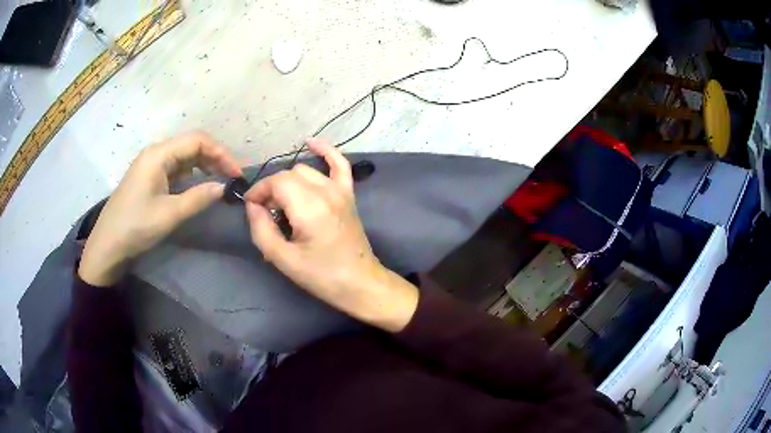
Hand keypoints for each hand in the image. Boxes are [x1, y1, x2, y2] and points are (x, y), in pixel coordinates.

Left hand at [78, 132, 241, 286]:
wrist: (107, 244)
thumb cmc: (135, 226)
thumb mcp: (169, 214)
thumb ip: (198, 198)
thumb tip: (224, 187)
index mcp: (159, 154)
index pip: (197, 141)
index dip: (220, 153)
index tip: (236, 174)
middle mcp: (156, 153)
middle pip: (191, 145)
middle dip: (214, 158)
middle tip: (232, 178)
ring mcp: (152, 165)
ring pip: (184, 157)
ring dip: (204, 166)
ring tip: (220, 181)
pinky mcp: (150, 177)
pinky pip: (176, 168)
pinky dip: (192, 174)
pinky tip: (200, 185)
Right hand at [244, 138, 417, 331]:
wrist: (360, 283)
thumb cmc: (322, 276)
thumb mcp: (283, 259)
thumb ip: (261, 230)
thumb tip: (252, 206)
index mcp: (310, 207)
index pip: (276, 182)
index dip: (259, 192)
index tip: (251, 207)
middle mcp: (326, 191)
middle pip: (288, 175)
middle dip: (271, 190)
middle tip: (266, 214)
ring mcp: (340, 190)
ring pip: (305, 170)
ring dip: (288, 181)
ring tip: (282, 204)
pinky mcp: (348, 194)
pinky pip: (339, 164)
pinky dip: (325, 151)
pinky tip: (311, 143)